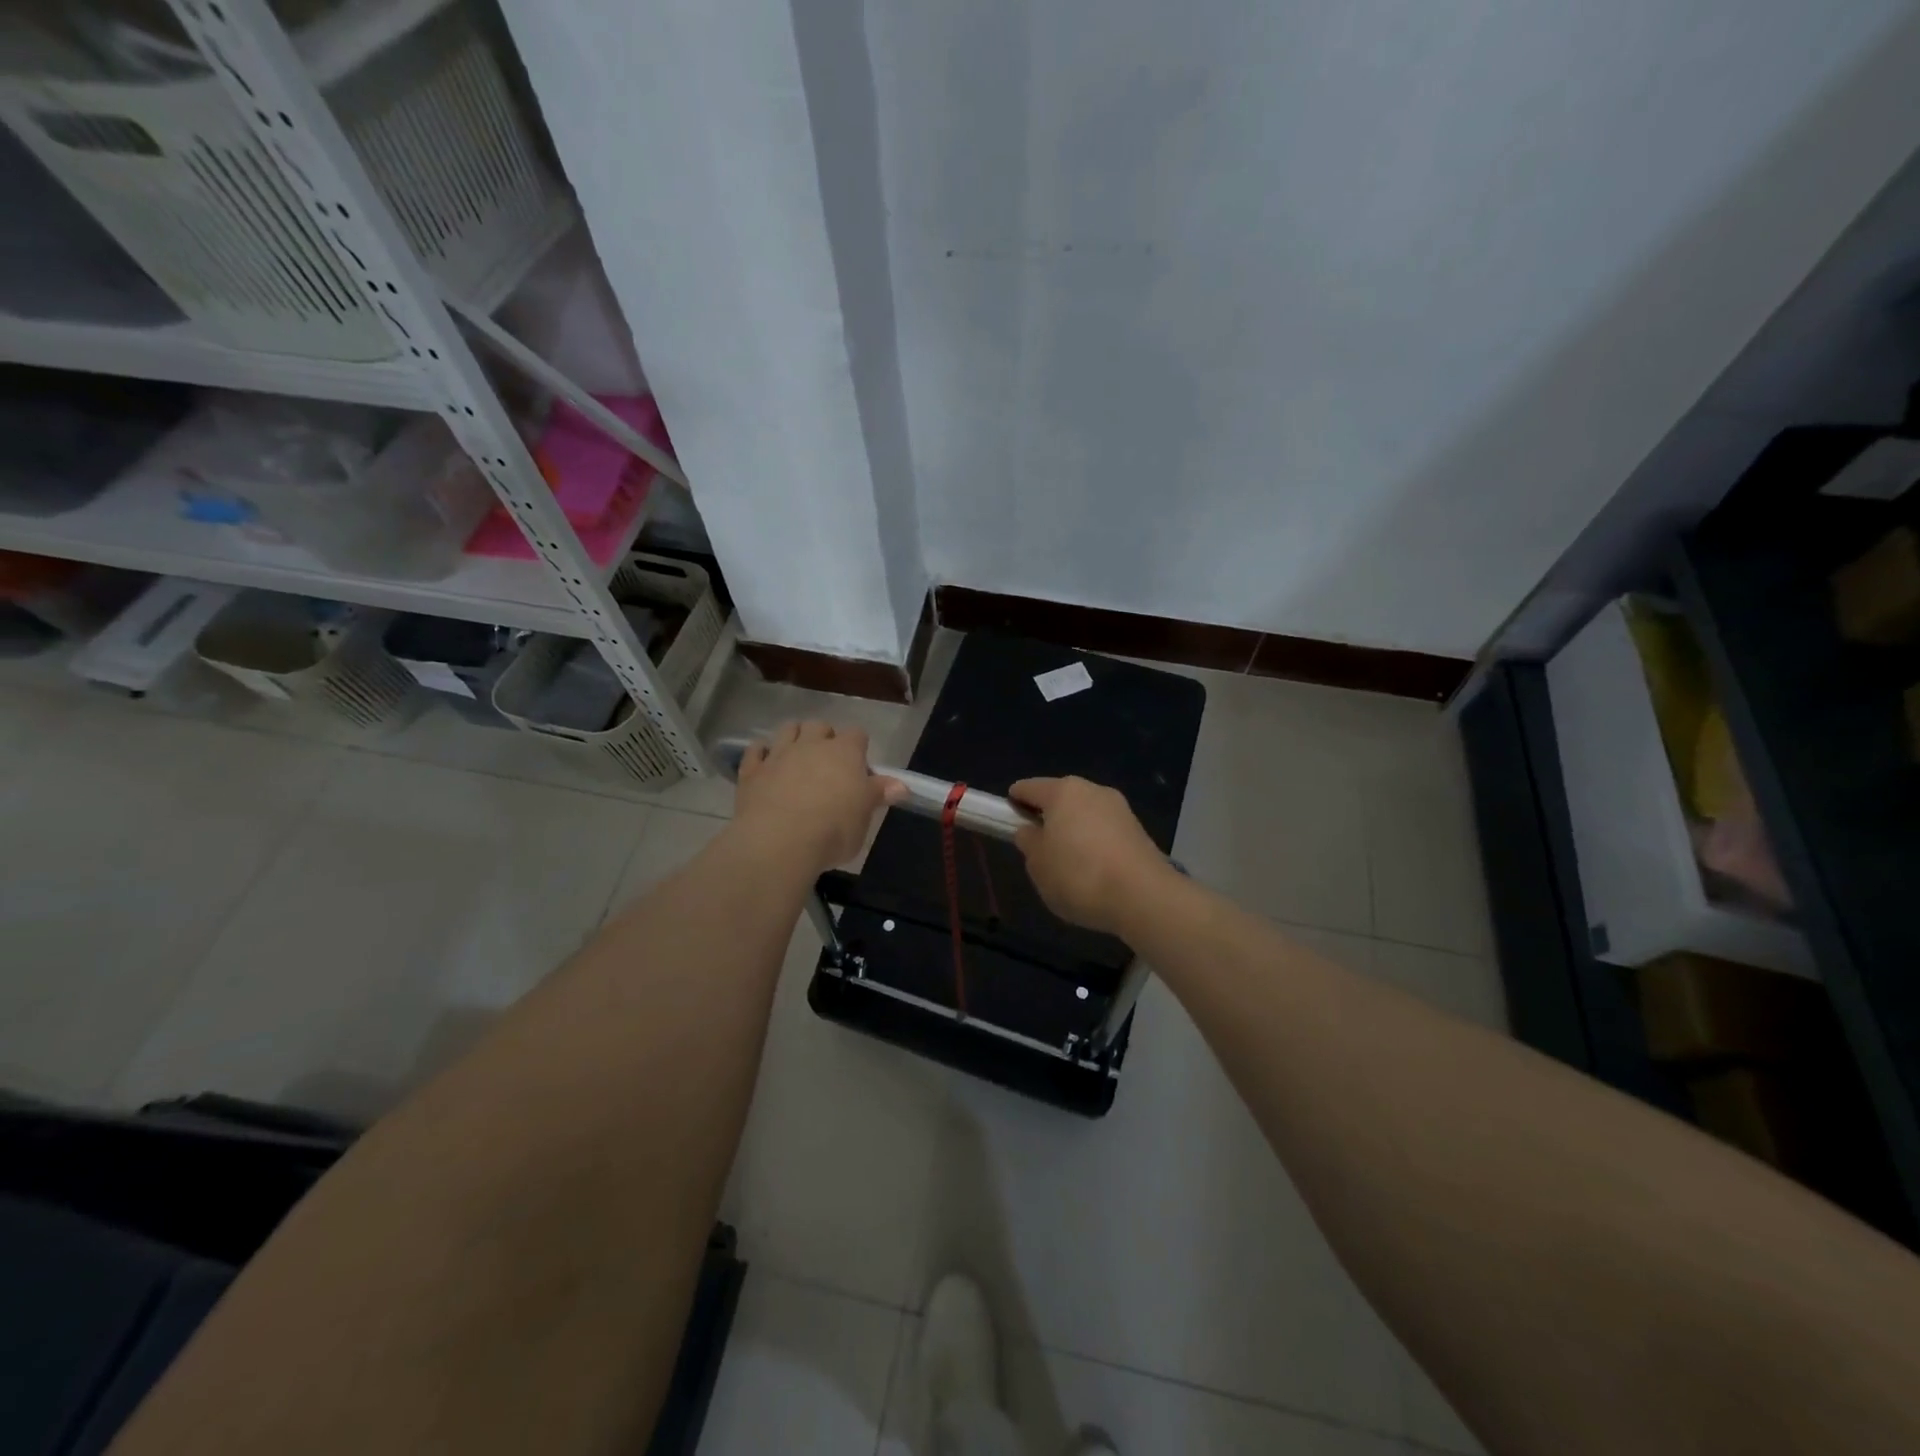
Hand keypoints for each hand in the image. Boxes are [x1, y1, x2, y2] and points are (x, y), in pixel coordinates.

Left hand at [734, 721, 903, 871]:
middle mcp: (812, 745)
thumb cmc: (833, 829)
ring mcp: (779, 755)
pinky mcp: (752, 771)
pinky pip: (755, 750)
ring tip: (797, 755)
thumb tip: (901, 785)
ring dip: (794, 736)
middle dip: (824, 738)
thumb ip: (879, 795)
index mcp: (845, 753)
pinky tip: (764, 762)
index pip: (857, 735)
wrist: (779, 842)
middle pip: (819, 726)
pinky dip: (761, 752)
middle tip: (828, 763)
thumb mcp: (865, 817)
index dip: (859, 748)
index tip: (860, 769)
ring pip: (787, 729)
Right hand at [1009, 776, 1171, 934]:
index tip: (1006, 816)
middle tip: (1036, 844)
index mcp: (1063, 792)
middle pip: (1061, 798)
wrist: (1143, 896)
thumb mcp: (1038, 864)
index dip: (1014, 801)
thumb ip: (1029, 843)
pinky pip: (1104, 831)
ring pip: (1085, 814)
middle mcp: (1093, 791)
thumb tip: (1030, 831)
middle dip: (1048, 816)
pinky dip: (1094, 844)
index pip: (1029, 788)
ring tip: (1066, 862)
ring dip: (1074, 830)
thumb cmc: (1078, 875)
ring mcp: (1120, 809)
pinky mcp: (1138, 831)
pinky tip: (1091, 869)